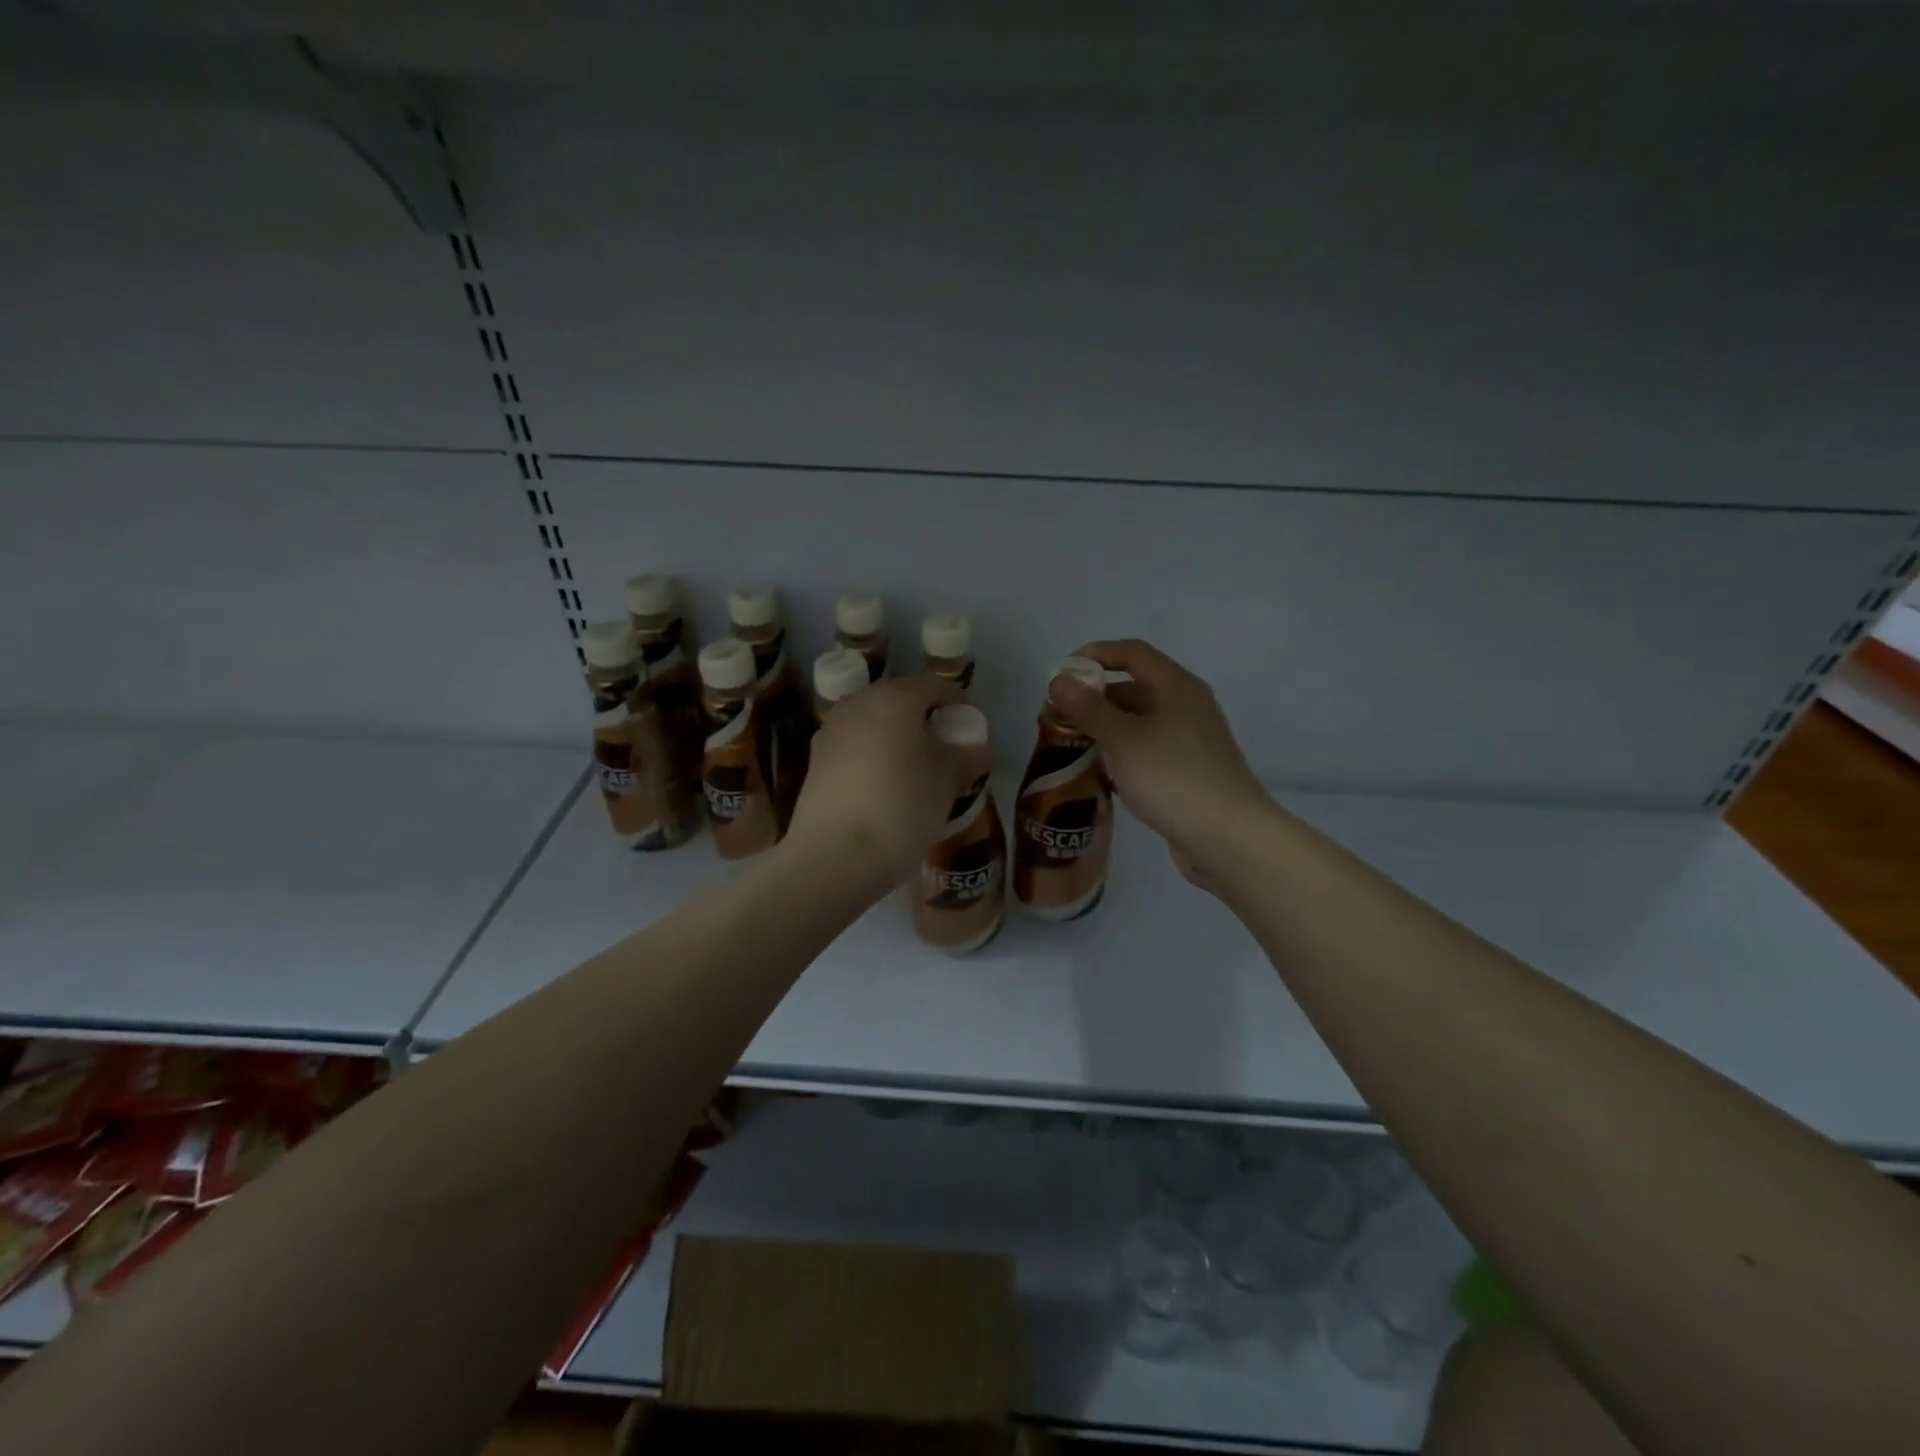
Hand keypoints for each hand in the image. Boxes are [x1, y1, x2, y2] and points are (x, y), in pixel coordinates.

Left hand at [785, 673, 963, 893]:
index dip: (957, 702)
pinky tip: (885, 788)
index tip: (971, 729)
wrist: (833, 857)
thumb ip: (963, 756)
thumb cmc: (901, 809)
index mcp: (894, 699)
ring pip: (874, 723)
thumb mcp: (946, 783)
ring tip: (916, 772)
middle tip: (946, 751)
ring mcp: (830, 731)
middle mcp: (858, 704)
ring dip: (897, 738)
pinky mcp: (814, 761)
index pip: (934, 684)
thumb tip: (975, 747)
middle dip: (925, 720)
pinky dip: (874, 757)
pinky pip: (855, 747)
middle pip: (900, 700)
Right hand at [1047, 639, 1272, 889]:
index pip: (1133, 653)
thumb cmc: (1173, 778)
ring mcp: (1191, 741)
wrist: (1228, 837)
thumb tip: (1059, 680)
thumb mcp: (1124, 740)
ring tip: (1073, 743)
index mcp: (1177, 687)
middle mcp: (1187, 707)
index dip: (1097, 654)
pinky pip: (1149, 750)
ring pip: (1141, 722)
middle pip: (1136, 687)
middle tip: (1060, 714)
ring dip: (1107, 727)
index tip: (1062, 671)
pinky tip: (1102, 773)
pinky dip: (1123, 753)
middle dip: (1096, 696)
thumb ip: (1089, 709)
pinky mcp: (1188, 771)